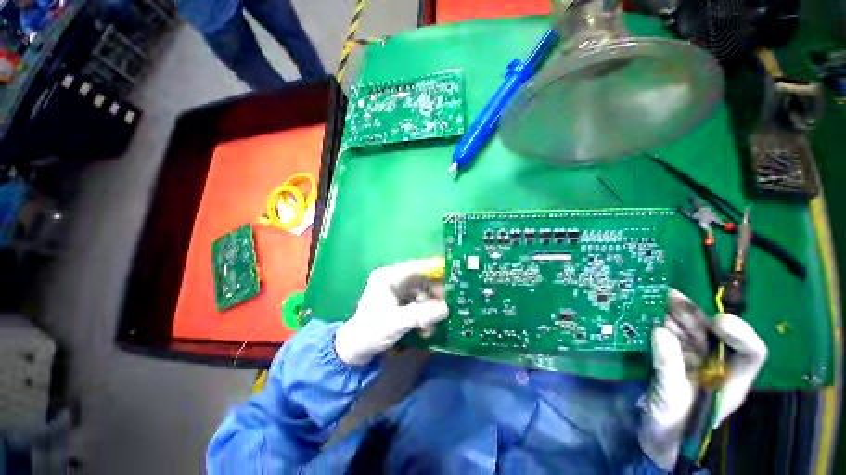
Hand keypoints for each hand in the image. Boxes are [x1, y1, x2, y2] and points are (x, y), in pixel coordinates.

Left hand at [334, 258, 448, 365]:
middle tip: (447, 306)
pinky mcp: (399, 302)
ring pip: (422, 293)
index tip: (453, 275)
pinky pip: (418, 303)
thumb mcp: (397, 322)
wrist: (355, 350)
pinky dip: (424, 313)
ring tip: (433, 324)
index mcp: (388, 277)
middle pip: (421, 280)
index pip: (416, 267)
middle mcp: (394, 280)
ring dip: (430, 307)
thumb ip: (422, 315)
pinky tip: (426, 328)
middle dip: (434, 294)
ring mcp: (397, 291)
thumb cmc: (371, 331)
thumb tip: (446, 309)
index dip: (435, 270)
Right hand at [639, 289, 767, 469]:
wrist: (654, 435)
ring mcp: (693, 359)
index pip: (750, 353)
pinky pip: (668, 333)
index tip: (716, 321)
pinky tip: (644, 311)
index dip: (740, 334)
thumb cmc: (671, 425)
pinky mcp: (671, 355)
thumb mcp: (670, 400)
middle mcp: (715, 364)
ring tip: (651, 296)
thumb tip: (659, 331)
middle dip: (692, 313)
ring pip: (687, 329)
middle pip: (711, 333)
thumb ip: (668, 367)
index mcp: (730, 381)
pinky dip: (657, 321)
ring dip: (671, 312)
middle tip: (668, 295)